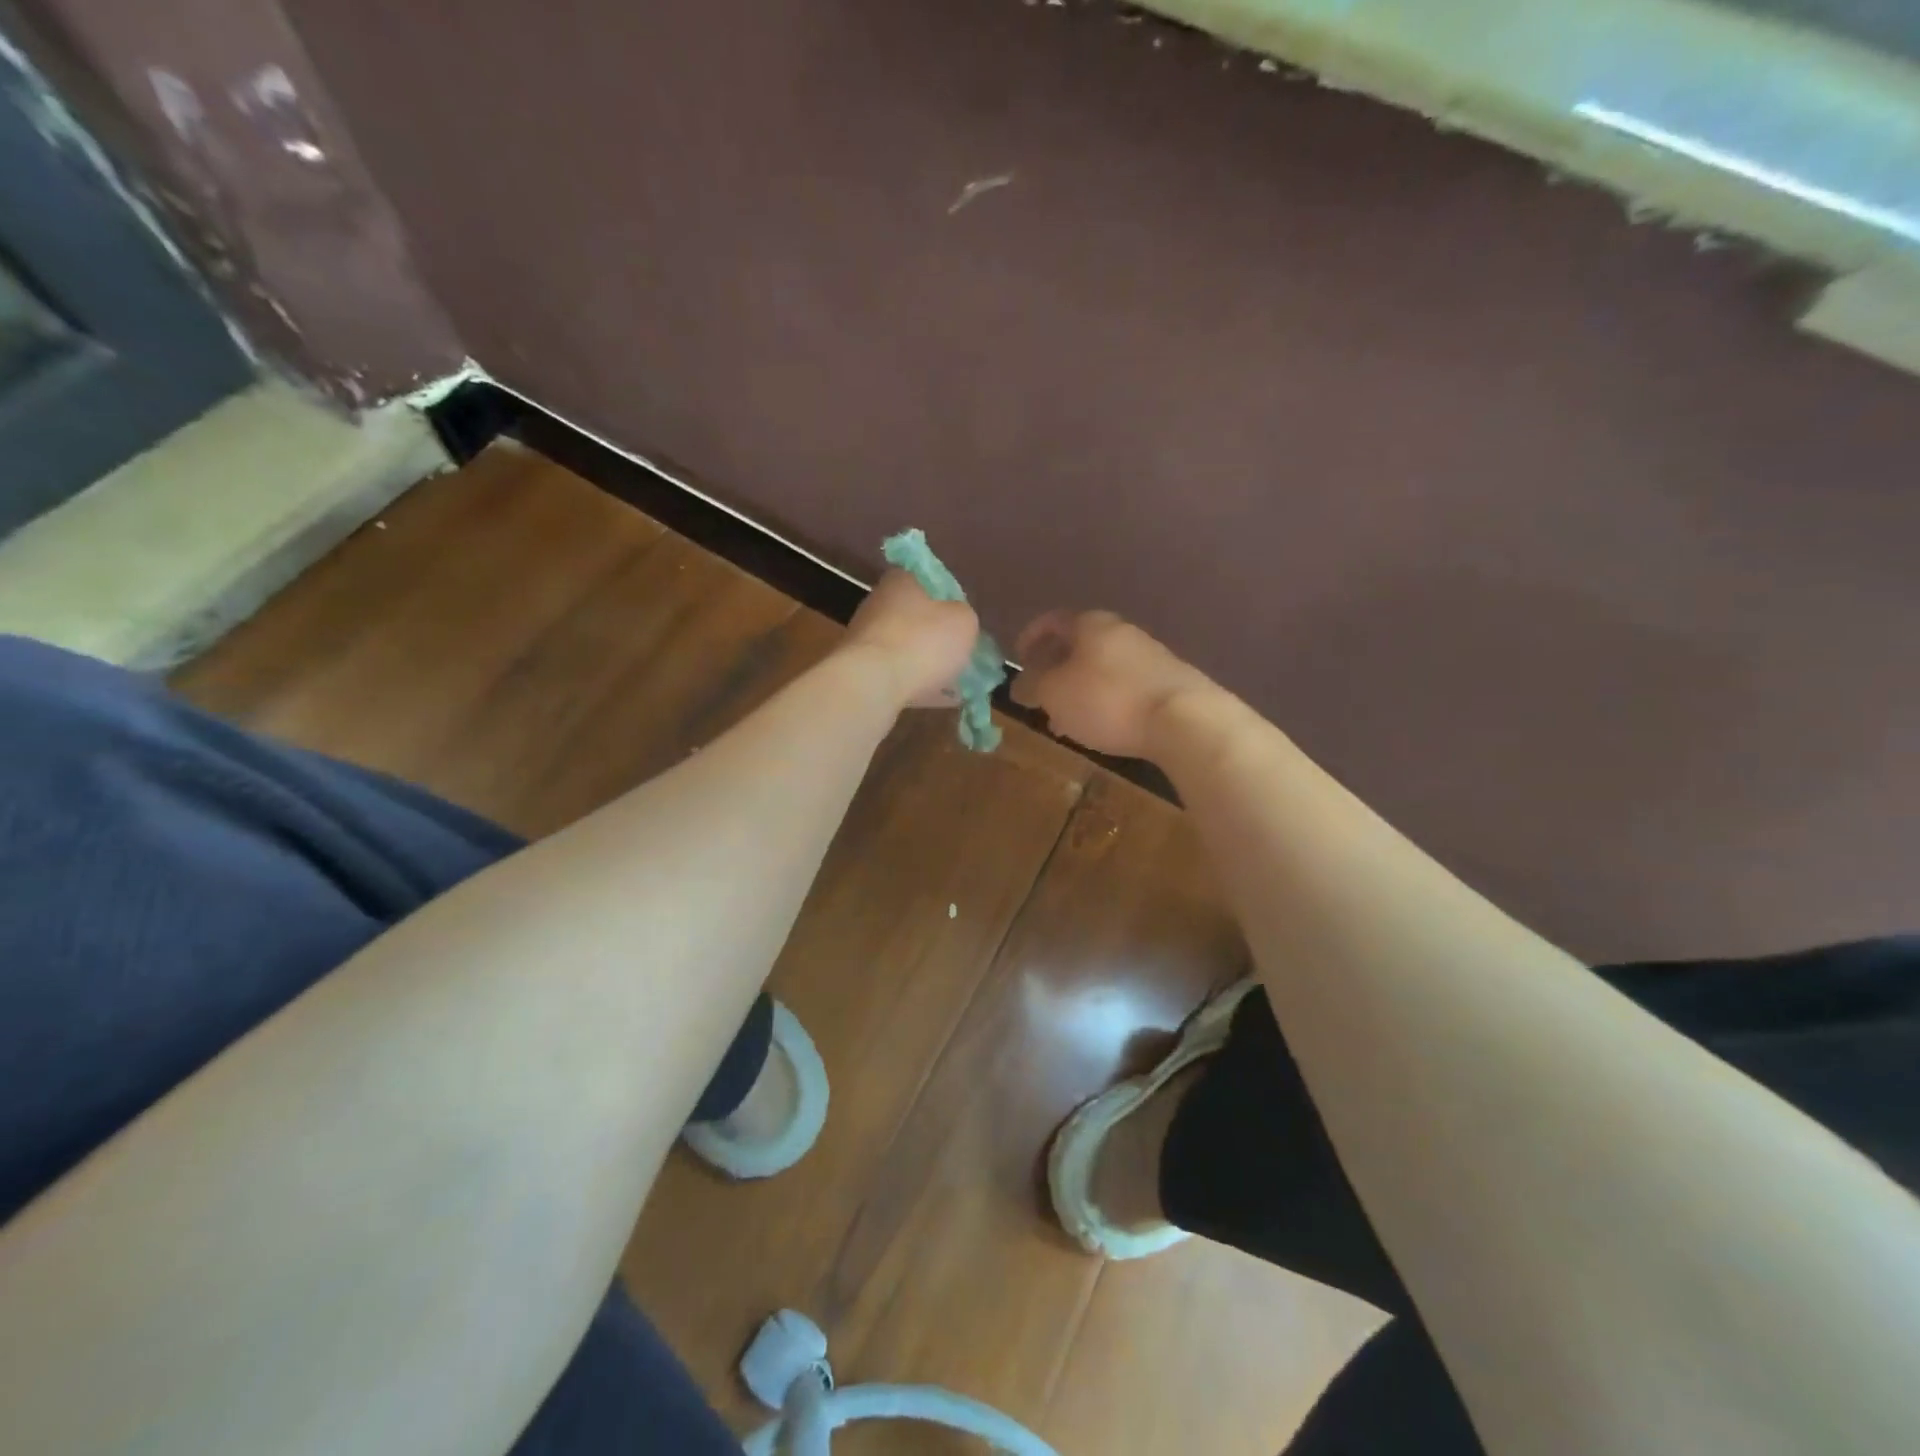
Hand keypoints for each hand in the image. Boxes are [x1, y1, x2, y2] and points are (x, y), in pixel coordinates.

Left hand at [842, 570, 979, 708]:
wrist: (873, 683)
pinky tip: (939, 699)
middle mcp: (878, 603)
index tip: (964, 622)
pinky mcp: (861, 670)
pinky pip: (898, 675)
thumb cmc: (923, 642)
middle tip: (961, 654)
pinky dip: (918, 684)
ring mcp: (866, 638)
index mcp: (902, 581)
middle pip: (917, 618)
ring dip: (928, 663)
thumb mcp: (964, 622)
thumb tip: (958, 620)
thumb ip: (964, 616)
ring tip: (955, 683)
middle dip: (938, 636)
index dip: (951, 601)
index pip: (930, 582)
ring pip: (906, 648)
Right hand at [1010, 610, 1213, 758]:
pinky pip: (1124, 687)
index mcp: (1091, 624)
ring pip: (1101, 669)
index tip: (1018, 659)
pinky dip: (1105, 702)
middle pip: (1079, 645)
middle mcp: (1122, 632)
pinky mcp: (1169, 682)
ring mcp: (1150, 656)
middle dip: (1055, 669)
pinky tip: (1102, 728)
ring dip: (1079, 690)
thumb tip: (1020, 684)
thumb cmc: (1108, 700)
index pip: (1052, 621)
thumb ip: (1031, 686)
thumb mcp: (1054, 694)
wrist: (1186, 721)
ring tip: (1066, 720)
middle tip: (1040, 695)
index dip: (1030, 637)